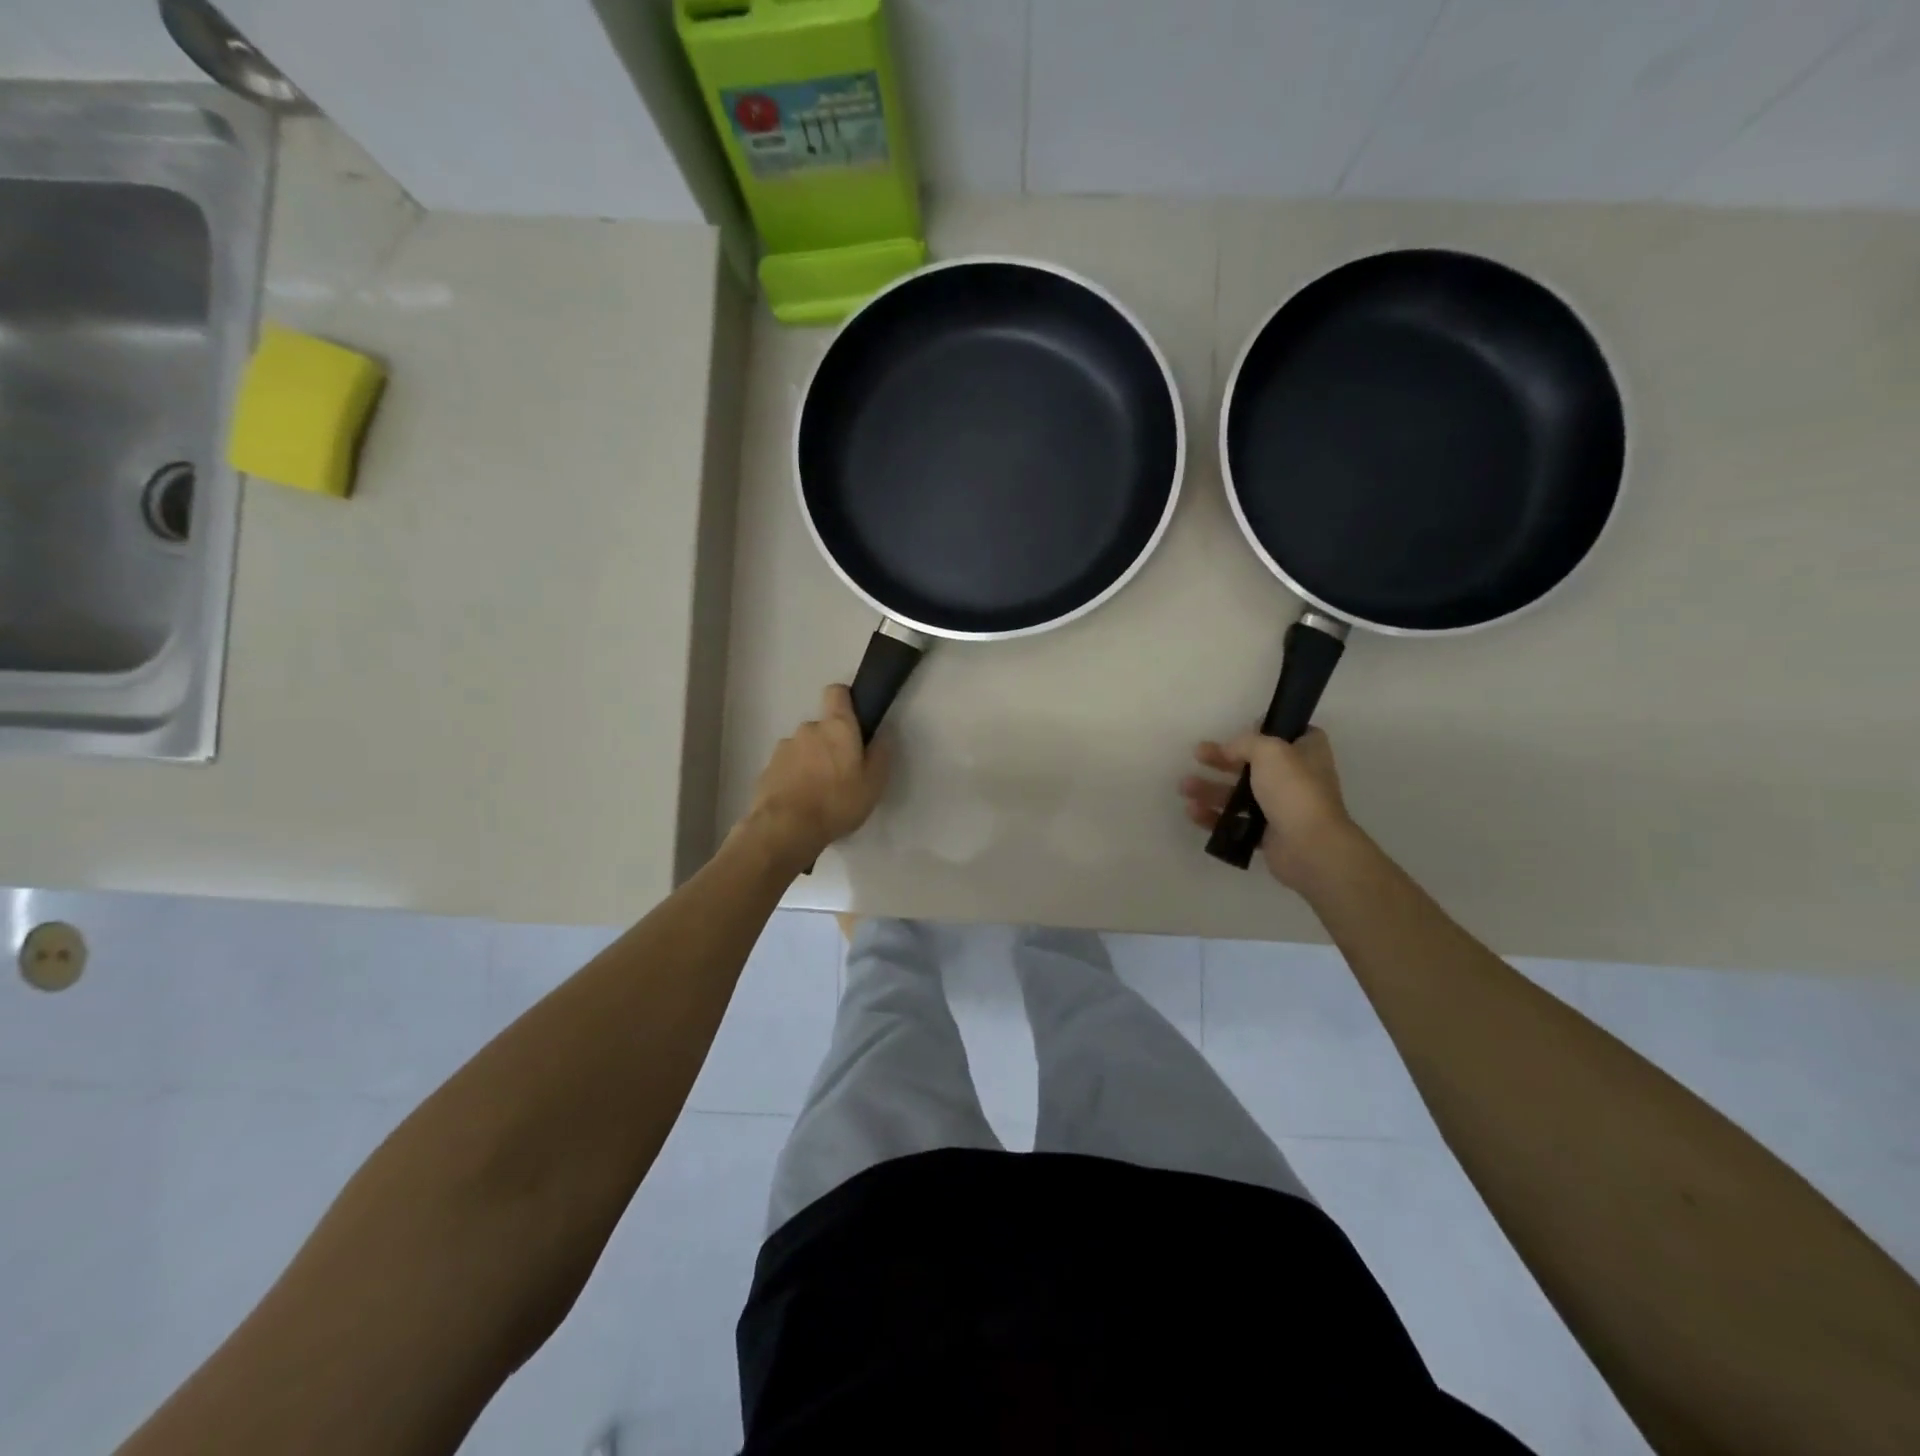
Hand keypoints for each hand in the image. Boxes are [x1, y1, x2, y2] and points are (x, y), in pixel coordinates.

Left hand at [739, 685, 891, 868]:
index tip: (854, 720)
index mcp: (837, 726)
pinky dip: (794, 777)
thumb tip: (882, 734)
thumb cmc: (838, 802)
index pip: (837, 692)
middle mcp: (808, 729)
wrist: (786, 827)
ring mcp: (784, 747)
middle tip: (841, 772)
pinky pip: (787, 766)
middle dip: (830, 743)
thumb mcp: (873, 783)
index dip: (845, 700)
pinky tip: (801, 801)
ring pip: (804, 747)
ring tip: (819, 792)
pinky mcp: (768, 768)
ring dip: (811, 761)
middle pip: (822, 726)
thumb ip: (880, 754)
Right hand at [1180, 727, 1355, 890]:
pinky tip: (1192, 811)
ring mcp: (1281, 808)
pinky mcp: (1267, 835)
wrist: (1309, 846)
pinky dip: (1214, 817)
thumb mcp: (1270, 750)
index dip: (1265, 730)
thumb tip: (1229, 748)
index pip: (1288, 735)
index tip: (1241, 731)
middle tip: (1197, 755)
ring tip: (1184, 788)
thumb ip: (1246, 742)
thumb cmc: (1294, 790)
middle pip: (1253, 764)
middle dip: (1222, 760)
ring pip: (1240, 794)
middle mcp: (1296, 779)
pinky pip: (1235, 822)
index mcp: (1306, 754)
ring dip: (1211, 789)